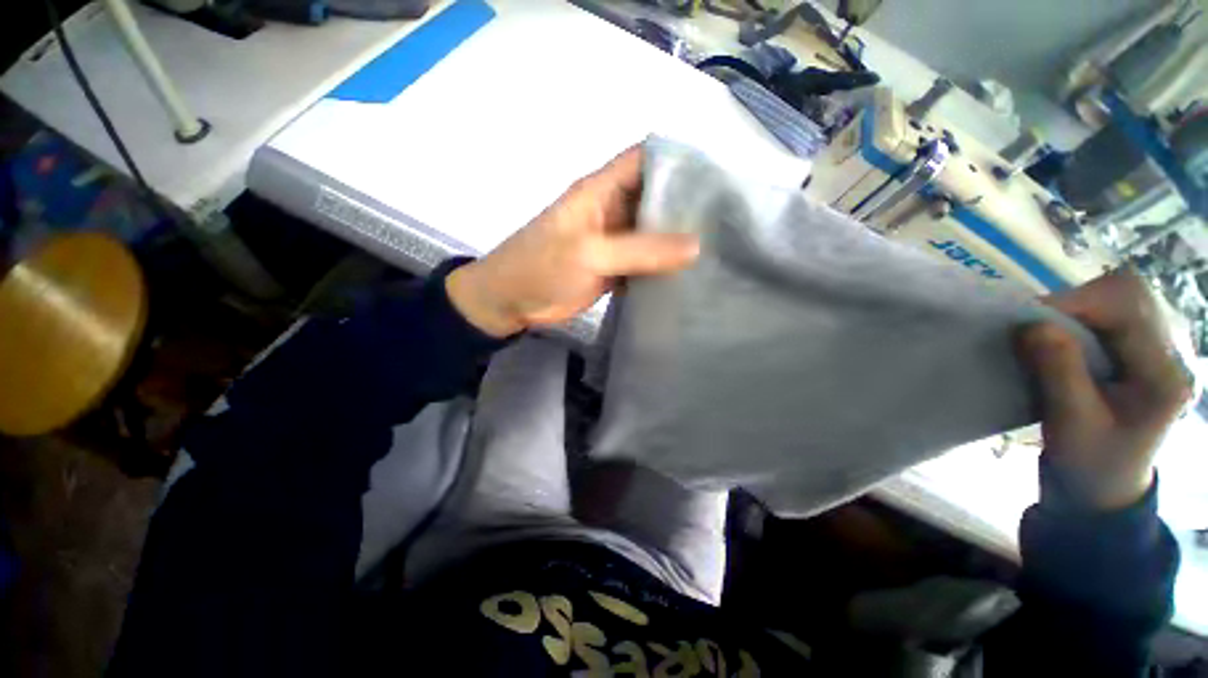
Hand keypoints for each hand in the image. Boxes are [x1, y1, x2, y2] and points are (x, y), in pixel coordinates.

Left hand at [446, 146, 699, 337]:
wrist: (513, 302)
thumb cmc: (541, 266)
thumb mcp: (589, 252)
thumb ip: (640, 249)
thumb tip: (696, 245)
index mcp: (602, 190)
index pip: (645, 159)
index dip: (679, 159)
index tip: (718, 175)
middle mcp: (613, 210)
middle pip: (656, 196)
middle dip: (687, 203)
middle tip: (727, 217)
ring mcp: (615, 241)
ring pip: (654, 231)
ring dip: (678, 238)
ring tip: (719, 245)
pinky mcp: (615, 267)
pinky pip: (646, 261)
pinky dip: (665, 265)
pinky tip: (691, 273)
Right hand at [1018, 270, 1193, 509]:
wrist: (1102, 488)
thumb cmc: (1089, 462)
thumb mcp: (1071, 422)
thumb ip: (1058, 370)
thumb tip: (1031, 323)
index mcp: (1162, 375)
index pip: (1128, 308)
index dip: (1077, 303)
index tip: (1031, 319)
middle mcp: (1167, 354)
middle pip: (1130, 293)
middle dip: (1078, 300)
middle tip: (1039, 323)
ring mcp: (1155, 352)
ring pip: (1120, 299)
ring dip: (1077, 307)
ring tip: (1047, 331)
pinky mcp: (1138, 354)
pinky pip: (1111, 315)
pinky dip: (1080, 317)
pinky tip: (1061, 337)